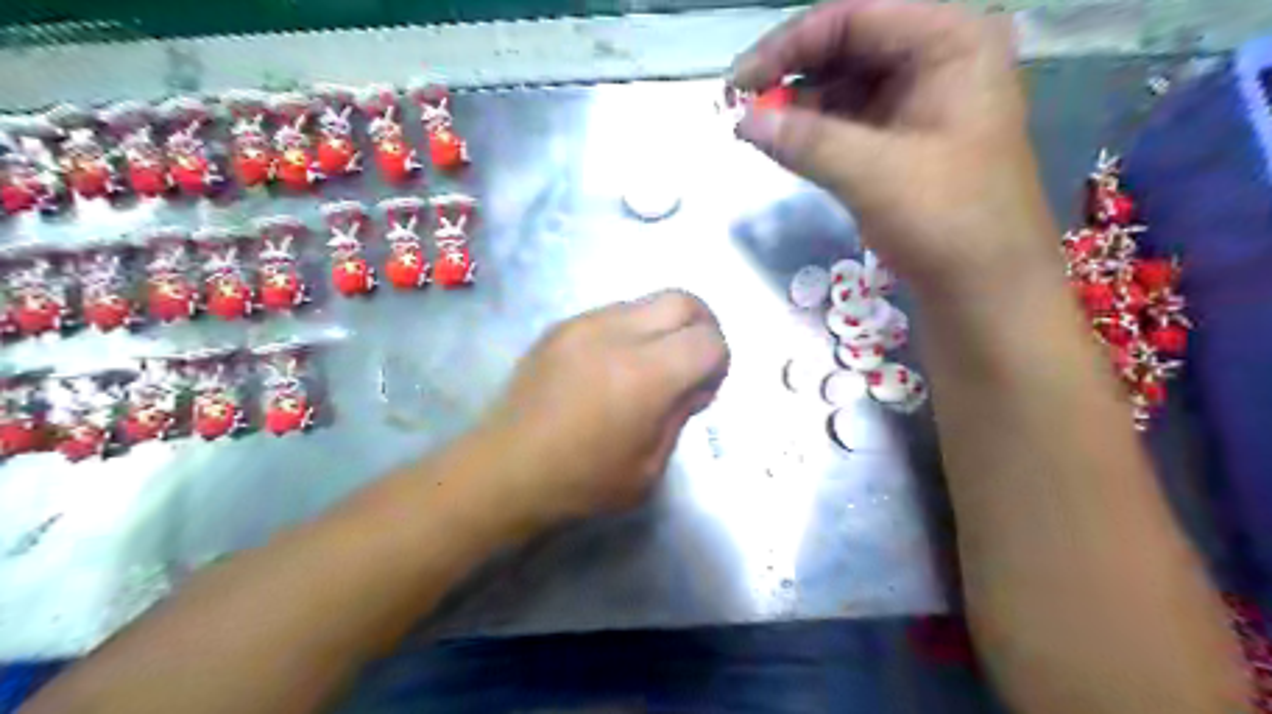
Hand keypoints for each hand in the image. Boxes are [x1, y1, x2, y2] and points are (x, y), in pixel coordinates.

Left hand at [473, 291, 729, 529]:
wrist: (505, 470)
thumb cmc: (581, 481)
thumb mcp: (649, 467)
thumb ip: (680, 414)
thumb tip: (693, 384)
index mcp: (645, 376)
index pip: (709, 339)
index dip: (719, 363)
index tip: (701, 391)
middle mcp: (617, 335)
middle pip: (684, 300)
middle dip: (702, 327)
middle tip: (690, 365)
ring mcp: (584, 323)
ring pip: (648, 301)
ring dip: (663, 329)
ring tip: (647, 368)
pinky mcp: (561, 325)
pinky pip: (614, 312)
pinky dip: (631, 332)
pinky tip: (612, 368)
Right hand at [731, 1, 1058, 301]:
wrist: (987, 290)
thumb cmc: (949, 221)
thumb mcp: (874, 173)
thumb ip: (806, 140)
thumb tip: (741, 119)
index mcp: (951, 42)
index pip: (855, 17)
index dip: (789, 44)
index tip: (738, 81)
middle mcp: (938, 59)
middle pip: (848, 47)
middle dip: (791, 74)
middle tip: (739, 105)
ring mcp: (921, 102)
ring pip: (844, 86)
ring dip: (797, 105)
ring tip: (753, 128)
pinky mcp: (905, 141)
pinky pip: (849, 122)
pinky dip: (813, 131)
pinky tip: (783, 144)